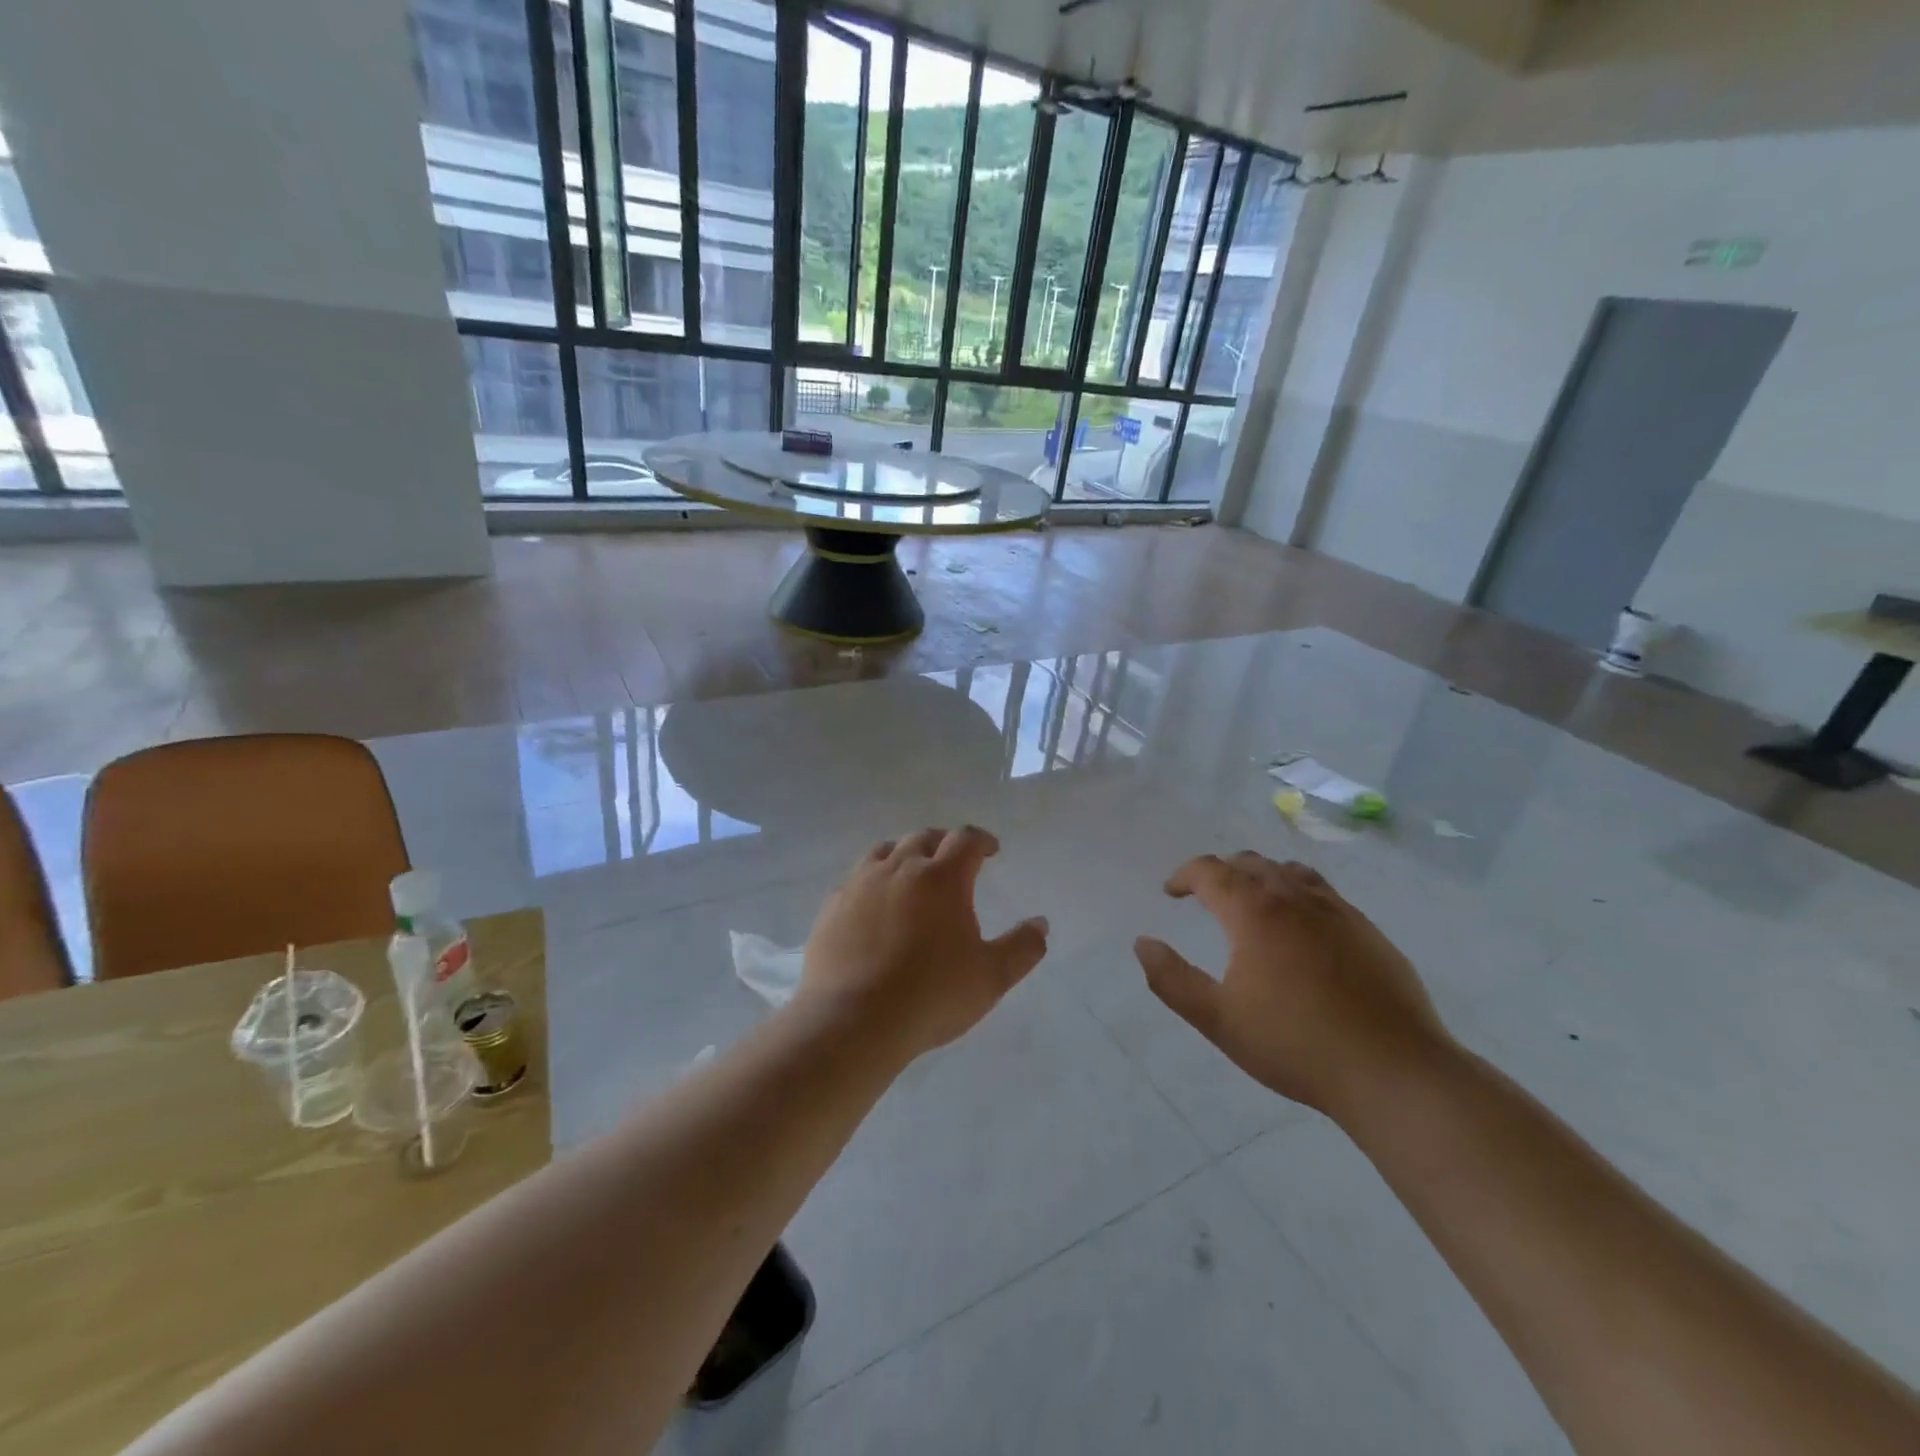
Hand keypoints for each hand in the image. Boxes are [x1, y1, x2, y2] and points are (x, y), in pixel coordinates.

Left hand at [800, 826, 1048, 1063]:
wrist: (853, 1020)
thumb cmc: (931, 995)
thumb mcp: (991, 977)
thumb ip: (1022, 947)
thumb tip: (1040, 924)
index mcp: (942, 877)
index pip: (965, 839)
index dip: (982, 840)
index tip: (991, 850)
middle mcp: (900, 868)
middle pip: (924, 837)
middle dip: (944, 843)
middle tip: (954, 860)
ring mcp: (861, 883)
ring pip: (886, 850)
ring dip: (905, 854)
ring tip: (913, 873)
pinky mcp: (832, 905)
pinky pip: (856, 878)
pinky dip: (874, 880)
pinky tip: (875, 904)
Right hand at [1134, 853, 1453, 1117]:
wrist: (1393, 1071)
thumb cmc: (1295, 1045)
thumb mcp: (1219, 1019)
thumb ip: (1172, 979)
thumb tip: (1142, 943)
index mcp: (1254, 912)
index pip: (1210, 871)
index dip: (1185, 875)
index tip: (1171, 892)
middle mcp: (1295, 898)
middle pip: (1251, 863)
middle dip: (1221, 872)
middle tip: (1206, 895)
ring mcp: (1338, 911)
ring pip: (1291, 872)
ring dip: (1262, 876)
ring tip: (1253, 902)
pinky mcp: (1369, 931)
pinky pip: (1325, 894)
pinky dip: (1299, 894)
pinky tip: (1303, 929)